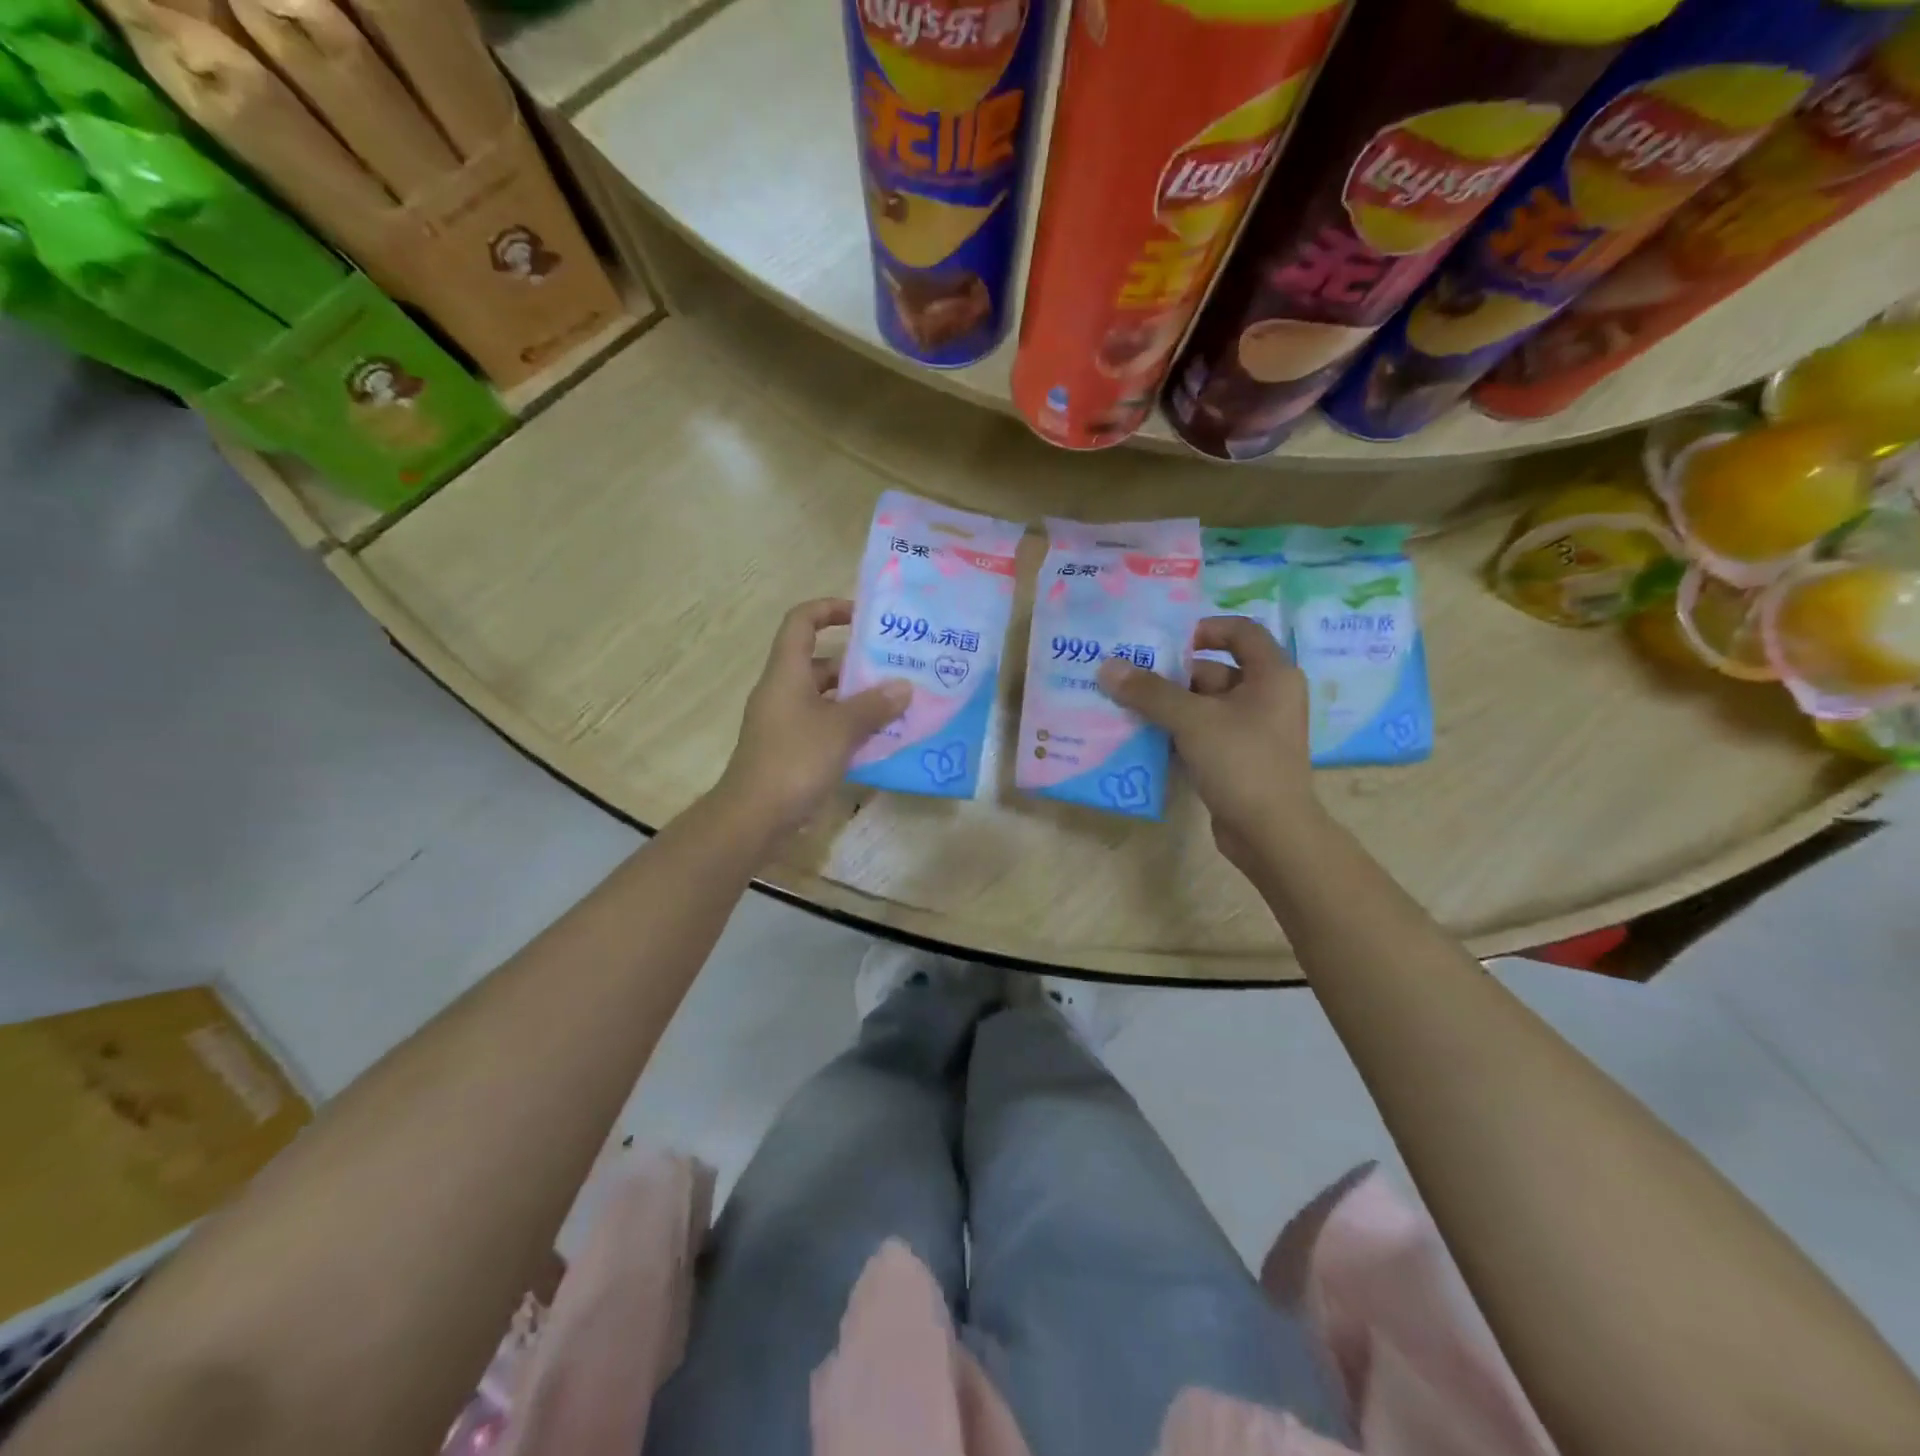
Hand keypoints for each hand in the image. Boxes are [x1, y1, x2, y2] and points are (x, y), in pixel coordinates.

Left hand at [713, 598, 910, 842]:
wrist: (754, 816)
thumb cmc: (795, 760)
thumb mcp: (841, 729)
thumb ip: (874, 705)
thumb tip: (903, 686)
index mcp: (787, 673)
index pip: (801, 622)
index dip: (829, 609)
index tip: (863, 617)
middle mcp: (783, 691)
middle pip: (820, 662)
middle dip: (857, 665)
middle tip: (896, 670)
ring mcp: (785, 722)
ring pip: (825, 698)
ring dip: (857, 700)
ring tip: (897, 705)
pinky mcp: (790, 749)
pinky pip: (824, 726)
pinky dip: (848, 727)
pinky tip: (879, 739)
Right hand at [1097, 616, 1318, 870]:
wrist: (1271, 833)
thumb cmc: (1241, 762)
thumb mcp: (1192, 720)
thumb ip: (1150, 692)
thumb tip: (1108, 666)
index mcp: (1272, 675)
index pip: (1240, 631)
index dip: (1204, 629)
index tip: (1165, 639)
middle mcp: (1267, 697)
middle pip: (1213, 670)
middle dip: (1171, 674)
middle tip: (1128, 676)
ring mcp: (1253, 730)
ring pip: (1204, 705)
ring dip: (1167, 706)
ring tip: (1124, 704)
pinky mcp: (1238, 758)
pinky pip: (1202, 733)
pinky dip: (1175, 732)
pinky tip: (1141, 736)